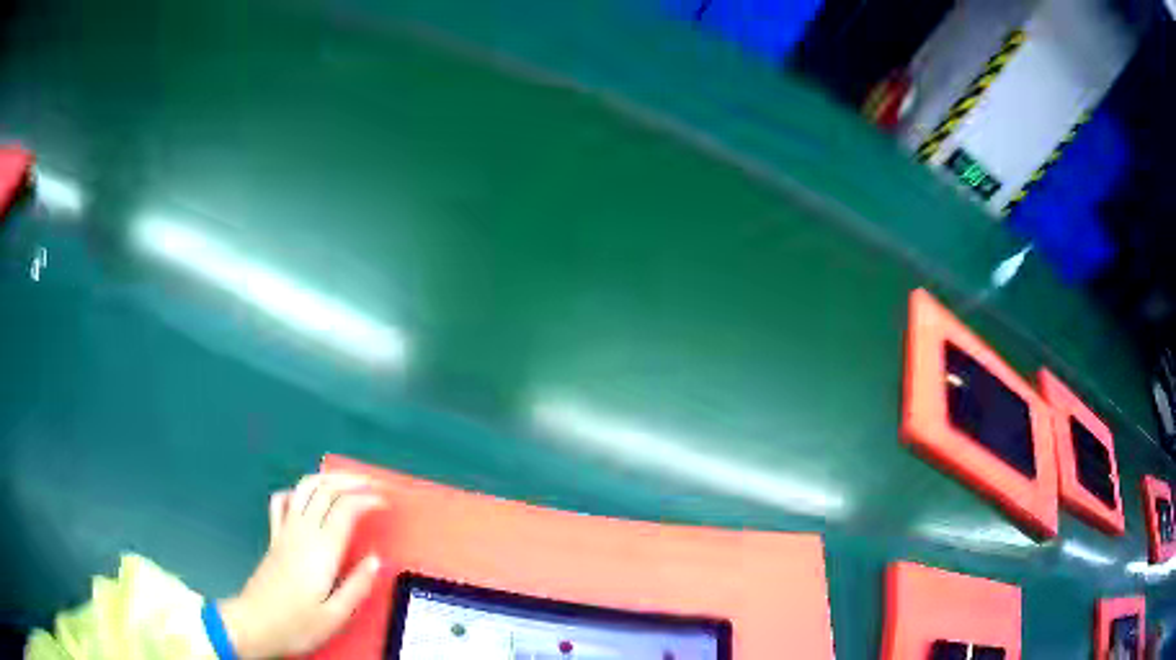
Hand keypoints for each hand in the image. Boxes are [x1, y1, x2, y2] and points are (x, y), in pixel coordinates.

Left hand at [219, 474, 385, 658]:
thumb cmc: (298, 624)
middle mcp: (302, 532)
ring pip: (304, 488)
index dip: (367, 499)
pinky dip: (296, 491)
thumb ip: (357, 586)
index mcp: (321, 550)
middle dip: (351, 481)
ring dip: (326, 479)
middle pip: (325, 490)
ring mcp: (284, 531)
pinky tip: (304, 497)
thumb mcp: (336, 615)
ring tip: (345, 482)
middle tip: (372, 485)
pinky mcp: (273, 537)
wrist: (255, 623)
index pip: (345, 509)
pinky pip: (281, 502)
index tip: (385, 502)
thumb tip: (376, 560)